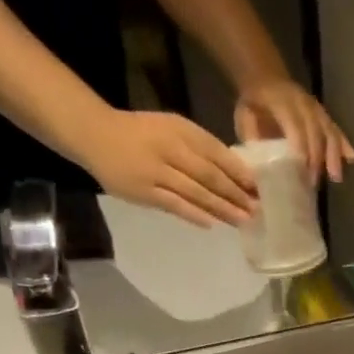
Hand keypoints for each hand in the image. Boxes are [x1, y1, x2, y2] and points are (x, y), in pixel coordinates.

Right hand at [76, 110, 257, 227]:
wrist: (96, 135)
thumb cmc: (142, 133)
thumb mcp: (172, 128)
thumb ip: (200, 147)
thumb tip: (236, 174)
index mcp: (180, 130)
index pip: (216, 152)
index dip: (239, 171)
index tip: (258, 188)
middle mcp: (170, 149)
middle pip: (209, 175)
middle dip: (235, 194)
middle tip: (257, 209)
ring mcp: (156, 172)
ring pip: (195, 192)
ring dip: (221, 208)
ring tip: (242, 220)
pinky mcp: (144, 192)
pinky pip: (174, 205)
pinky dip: (194, 214)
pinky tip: (211, 224)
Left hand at [235, 79, 353, 182]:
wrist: (265, 78)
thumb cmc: (254, 104)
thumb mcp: (244, 117)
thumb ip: (252, 138)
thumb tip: (258, 166)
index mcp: (281, 101)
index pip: (295, 125)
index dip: (301, 148)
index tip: (302, 172)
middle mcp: (302, 102)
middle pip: (316, 131)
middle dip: (317, 158)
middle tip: (314, 183)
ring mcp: (315, 108)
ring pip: (329, 130)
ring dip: (334, 155)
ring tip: (336, 177)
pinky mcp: (323, 114)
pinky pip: (336, 129)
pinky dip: (345, 145)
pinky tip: (353, 159)